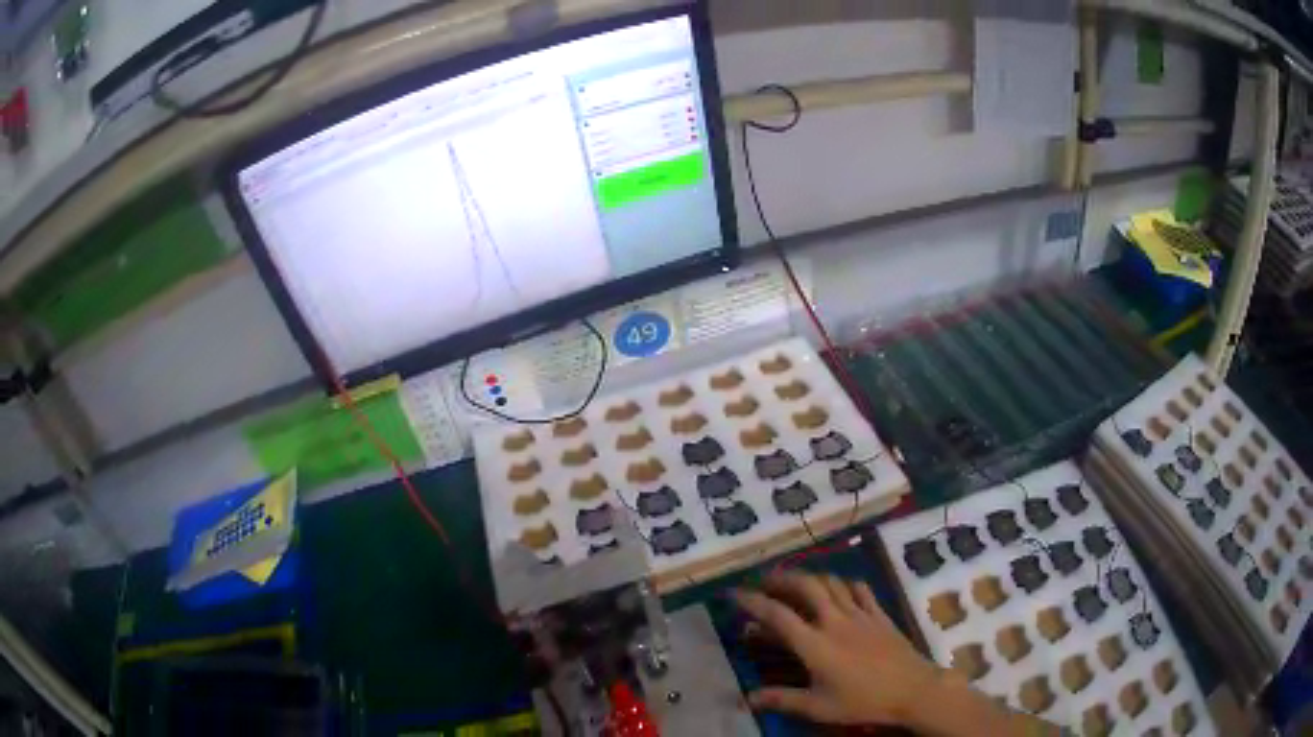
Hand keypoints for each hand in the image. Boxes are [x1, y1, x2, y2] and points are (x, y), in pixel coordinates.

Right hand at [733, 572, 942, 726]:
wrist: (912, 689)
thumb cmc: (863, 701)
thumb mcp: (818, 707)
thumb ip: (782, 699)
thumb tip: (747, 697)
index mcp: (815, 644)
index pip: (777, 615)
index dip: (753, 602)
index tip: (735, 594)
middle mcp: (835, 621)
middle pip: (806, 586)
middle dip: (782, 578)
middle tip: (764, 579)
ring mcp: (860, 614)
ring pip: (832, 583)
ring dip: (810, 577)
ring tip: (796, 581)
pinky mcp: (880, 614)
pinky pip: (860, 589)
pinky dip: (844, 583)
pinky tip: (839, 588)